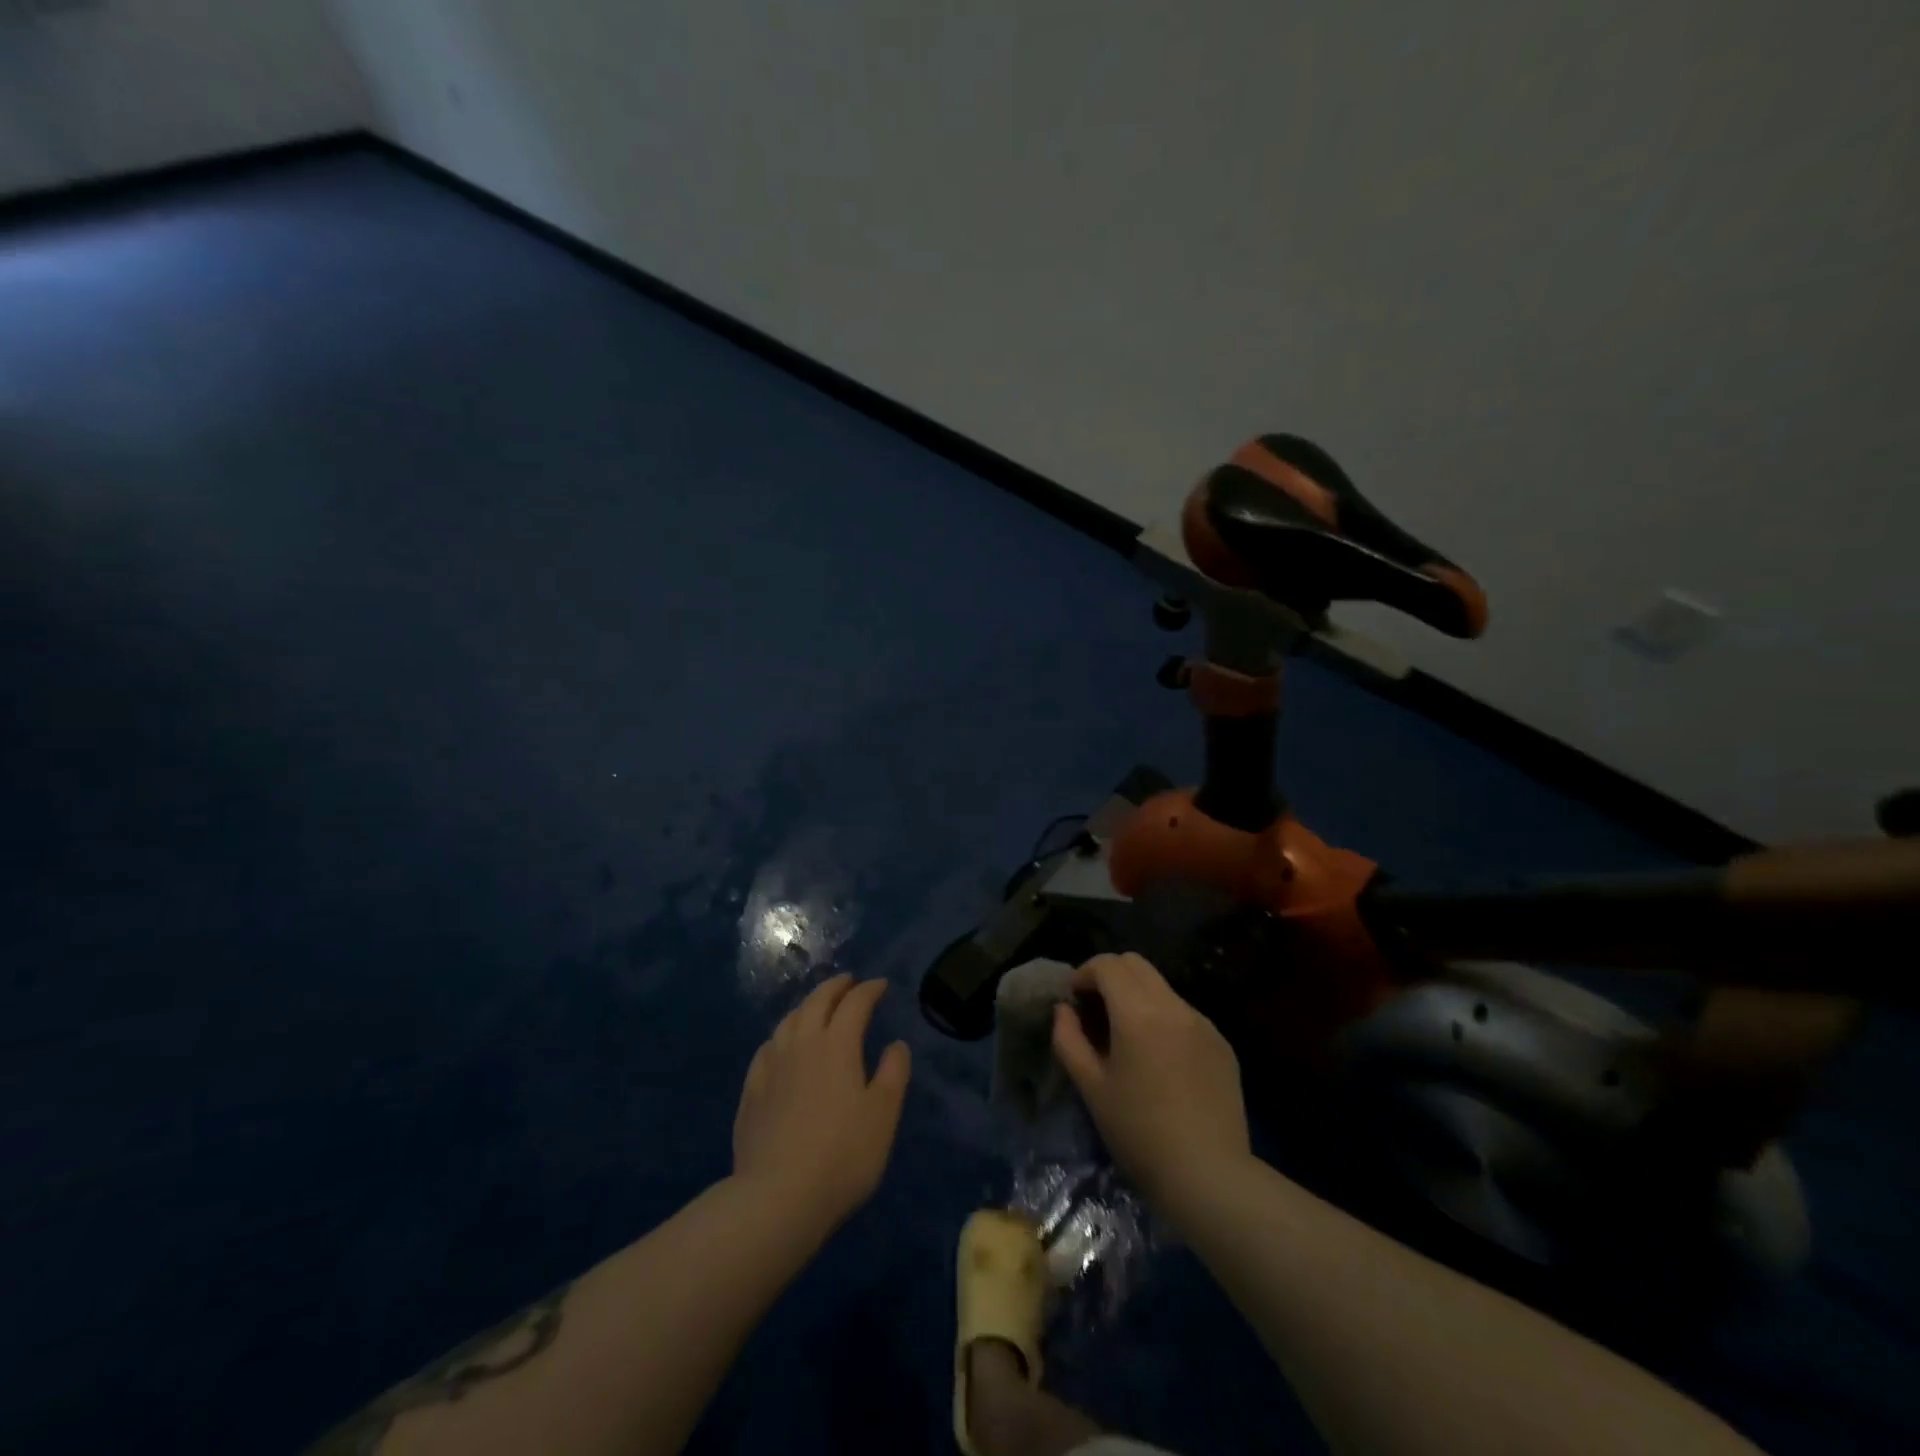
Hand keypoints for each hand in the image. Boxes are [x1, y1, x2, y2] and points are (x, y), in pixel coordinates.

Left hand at [731, 973, 911, 1235]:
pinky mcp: (751, 1091)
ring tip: (817, 1007)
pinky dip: (782, 1036)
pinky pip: (768, 1048)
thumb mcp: (883, 1115)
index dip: (869, 990)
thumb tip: (896, 1044)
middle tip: (849, 982)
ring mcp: (771, 1066)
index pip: (855, 1003)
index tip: (881, 985)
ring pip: (789, 1020)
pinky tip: (782, 1046)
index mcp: (837, 1045)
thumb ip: (893, 1074)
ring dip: (807, 1006)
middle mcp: (801, 1044)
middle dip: (836, 987)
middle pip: (817, 1001)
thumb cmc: (842, 1155)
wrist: (777, 1197)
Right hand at [1051, 953, 1250, 1209]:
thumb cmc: (1139, 1133)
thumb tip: (1064, 1010)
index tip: (1073, 1000)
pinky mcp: (1222, 1044)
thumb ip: (1069, 1040)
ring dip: (1137, 996)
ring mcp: (1203, 1023)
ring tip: (1127, 1037)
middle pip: (1136, 964)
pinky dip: (1163, 1019)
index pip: (1108, 964)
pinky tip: (1160, 1061)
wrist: (1210, 1176)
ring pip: (1162, 987)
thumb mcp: (1091, 1088)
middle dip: (1109, 976)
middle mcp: (1174, 1006)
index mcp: (1138, 1012)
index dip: (1084, 973)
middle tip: (1095, 1010)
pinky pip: (1184, 1014)